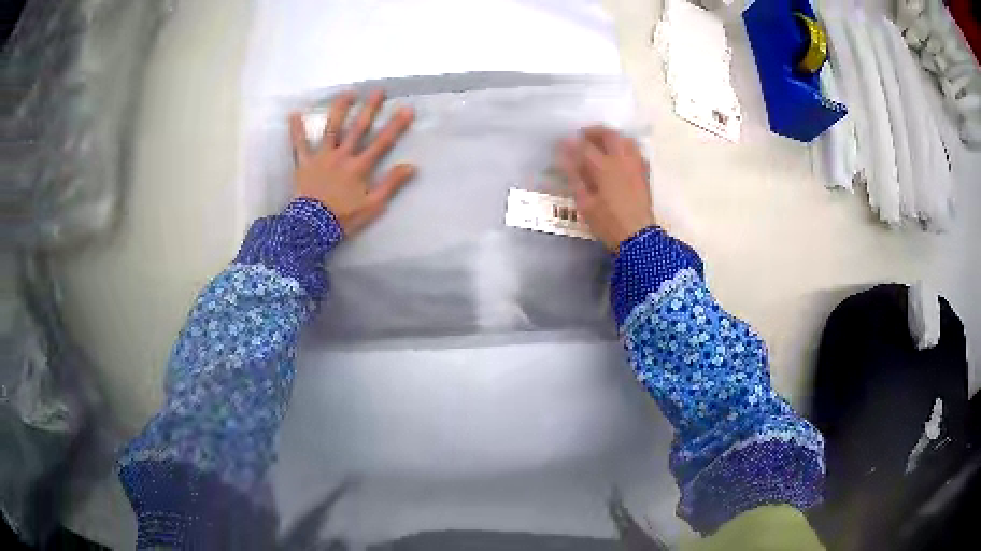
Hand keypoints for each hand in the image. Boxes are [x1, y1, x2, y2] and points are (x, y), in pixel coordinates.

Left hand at [288, 90, 415, 236]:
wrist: (312, 227)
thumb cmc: (343, 218)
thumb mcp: (372, 206)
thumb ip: (391, 184)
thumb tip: (411, 166)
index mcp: (360, 167)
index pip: (382, 142)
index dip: (396, 125)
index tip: (407, 109)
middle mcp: (342, 156)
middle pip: (358, 128)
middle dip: (370, 108)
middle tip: (379, 91)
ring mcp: (322, 157)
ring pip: (332, 129)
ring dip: (340, 109)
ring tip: (347, 93)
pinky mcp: (304, 163)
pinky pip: (299, 145)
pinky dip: (296, 130)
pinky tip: (294, 114)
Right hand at [556, 126, 654, 251]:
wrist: (638, 237)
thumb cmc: (608, 223)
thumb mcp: (585, 203)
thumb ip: (575, 177)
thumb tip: (564, 159)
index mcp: (604, 167)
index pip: (585, 147)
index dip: (571, 143)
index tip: (561, 142)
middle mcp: (622, 160)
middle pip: (609, 135)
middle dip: (594, 131)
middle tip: (583, 136)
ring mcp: (636, 165)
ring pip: (626, 139)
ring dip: (612, 136)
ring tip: (602, 143)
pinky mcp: (644, 173)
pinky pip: (636, 151)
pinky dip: (626, 147)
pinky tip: (620, 156)